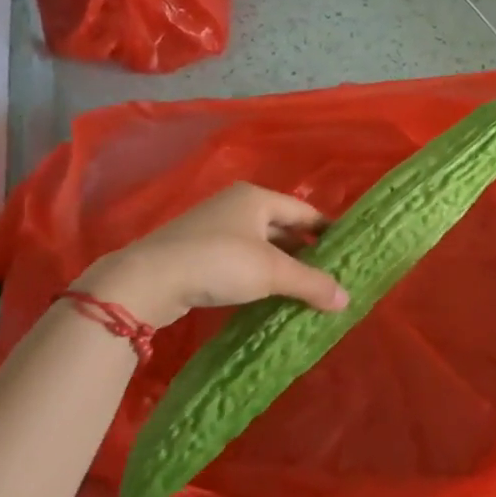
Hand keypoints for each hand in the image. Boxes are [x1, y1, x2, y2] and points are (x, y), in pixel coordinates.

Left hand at [75, 183, 349, 328]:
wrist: (148, 280)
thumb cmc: (219, 262)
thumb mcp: (272, 272)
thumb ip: (311, 283)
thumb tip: (347, 299)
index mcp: (256, 198)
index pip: (304, 212)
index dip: (327, 231)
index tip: (347, 253)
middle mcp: (236, 206)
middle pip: (283, 227)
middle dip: (306, 251)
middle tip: (329, 276)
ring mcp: (214, 228)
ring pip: (261, 245)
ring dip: (282, 265)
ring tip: (304, 289)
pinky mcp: (198, 252)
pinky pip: (242, 259)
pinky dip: (259, 274)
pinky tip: (269, 294)